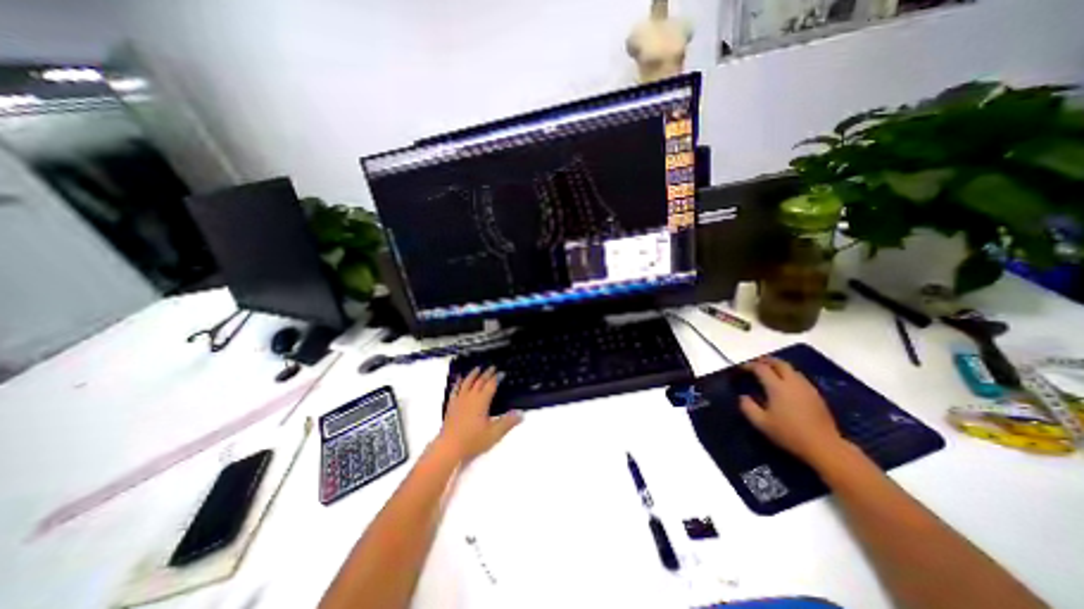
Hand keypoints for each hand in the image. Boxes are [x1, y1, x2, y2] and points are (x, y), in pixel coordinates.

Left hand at [436, 370, 522, 463]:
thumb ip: (508, 422)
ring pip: (466, 383)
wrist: (449, 448)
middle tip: (492, 367)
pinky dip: (458, 382)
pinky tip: (458, 380)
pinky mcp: (451, 406)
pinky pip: (455, 390)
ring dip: (473, 374)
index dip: (497, 378)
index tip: (502, 372)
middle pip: (479, 381)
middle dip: (487, 373)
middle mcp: (470, 397)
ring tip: (477, 368)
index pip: (491, 385)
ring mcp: (459, 401)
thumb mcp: (494, 433)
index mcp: (481, 401)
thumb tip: (521, 414)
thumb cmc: (473, 441)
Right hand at [736, 358, 846, 466]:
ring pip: (791, 369)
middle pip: (779, 363)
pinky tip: (785, 385)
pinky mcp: (816, 395)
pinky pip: (799, 378)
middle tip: (756, 364)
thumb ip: (748, 407)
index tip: (741, 368)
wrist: (824, 446)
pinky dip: (789, 375)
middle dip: (766, 361)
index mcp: (777, 386)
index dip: (749, 365)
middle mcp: (792, 382)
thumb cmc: (789, 433)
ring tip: (770, 372)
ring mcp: (807, 387)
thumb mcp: (761, 423)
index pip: (761, 368)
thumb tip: (743, 396)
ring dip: (778, 367)